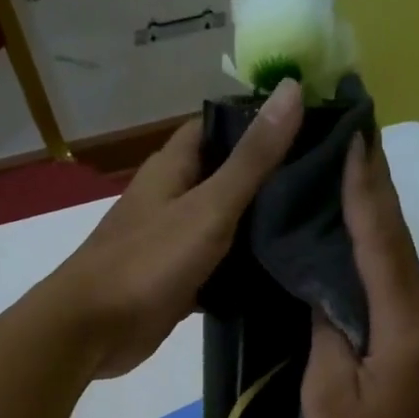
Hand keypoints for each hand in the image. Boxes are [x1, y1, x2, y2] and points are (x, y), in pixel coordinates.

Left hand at [45, 79, 304, 378]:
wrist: (94, 330)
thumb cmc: (148, 262)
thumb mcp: (209, 206)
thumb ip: (252, 158)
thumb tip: (292, 87)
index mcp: (172, 167)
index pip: (218, 126)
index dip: (259, 122)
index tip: (311, 126)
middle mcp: (170, 198)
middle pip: (224, 176)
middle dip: (268, 178)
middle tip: (324, 182)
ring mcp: (171, 242)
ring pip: (222, 225)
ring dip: (257, 227)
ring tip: (314, 224)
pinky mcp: (175, 281)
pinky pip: (215, 268)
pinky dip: (240, 271)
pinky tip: (280, 274)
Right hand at [302, 135, 418, 417]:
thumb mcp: (327, 394)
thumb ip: (326, 331)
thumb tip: (322, 285)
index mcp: (402, 325)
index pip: (382, 243)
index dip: (366, 191)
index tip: (354, 139)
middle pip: (399, 240)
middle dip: (377, 186)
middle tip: (352, 135)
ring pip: (400, 259)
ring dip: (377, 214)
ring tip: (348, 170)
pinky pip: (395, 284)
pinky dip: (375, 250)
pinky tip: (354, 237)